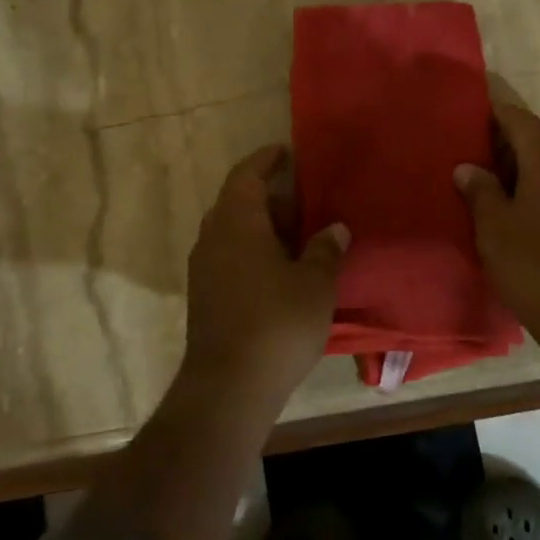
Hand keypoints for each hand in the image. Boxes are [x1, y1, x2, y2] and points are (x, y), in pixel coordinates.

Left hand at [183, 145, 348, 409]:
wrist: (229, 387)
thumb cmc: (277, 323)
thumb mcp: (314, 284)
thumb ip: (325, 250)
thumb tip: (335, 228)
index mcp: (237, 224)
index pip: (246, 176)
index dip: (265, 160)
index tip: (285, 152)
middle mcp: (213, 239)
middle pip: (236, 203)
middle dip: (268, 196)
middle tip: (302, 198)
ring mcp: (204, 270)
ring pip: (232, 232)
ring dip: (261, 226)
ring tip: (297, 233)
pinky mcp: (205, 297)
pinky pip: (229, 257)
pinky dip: (253, 251)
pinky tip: (280, 269)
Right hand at [455, 103, 539, 357]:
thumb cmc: (535, 264)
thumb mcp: (494, 227)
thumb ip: (480, 190)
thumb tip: (467, 167)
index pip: (518, 118)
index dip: (494, 116)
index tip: (470, 122)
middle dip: (515, 141)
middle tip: (484, 161)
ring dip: (534, 163)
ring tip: (504, 187)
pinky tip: (531, 210)